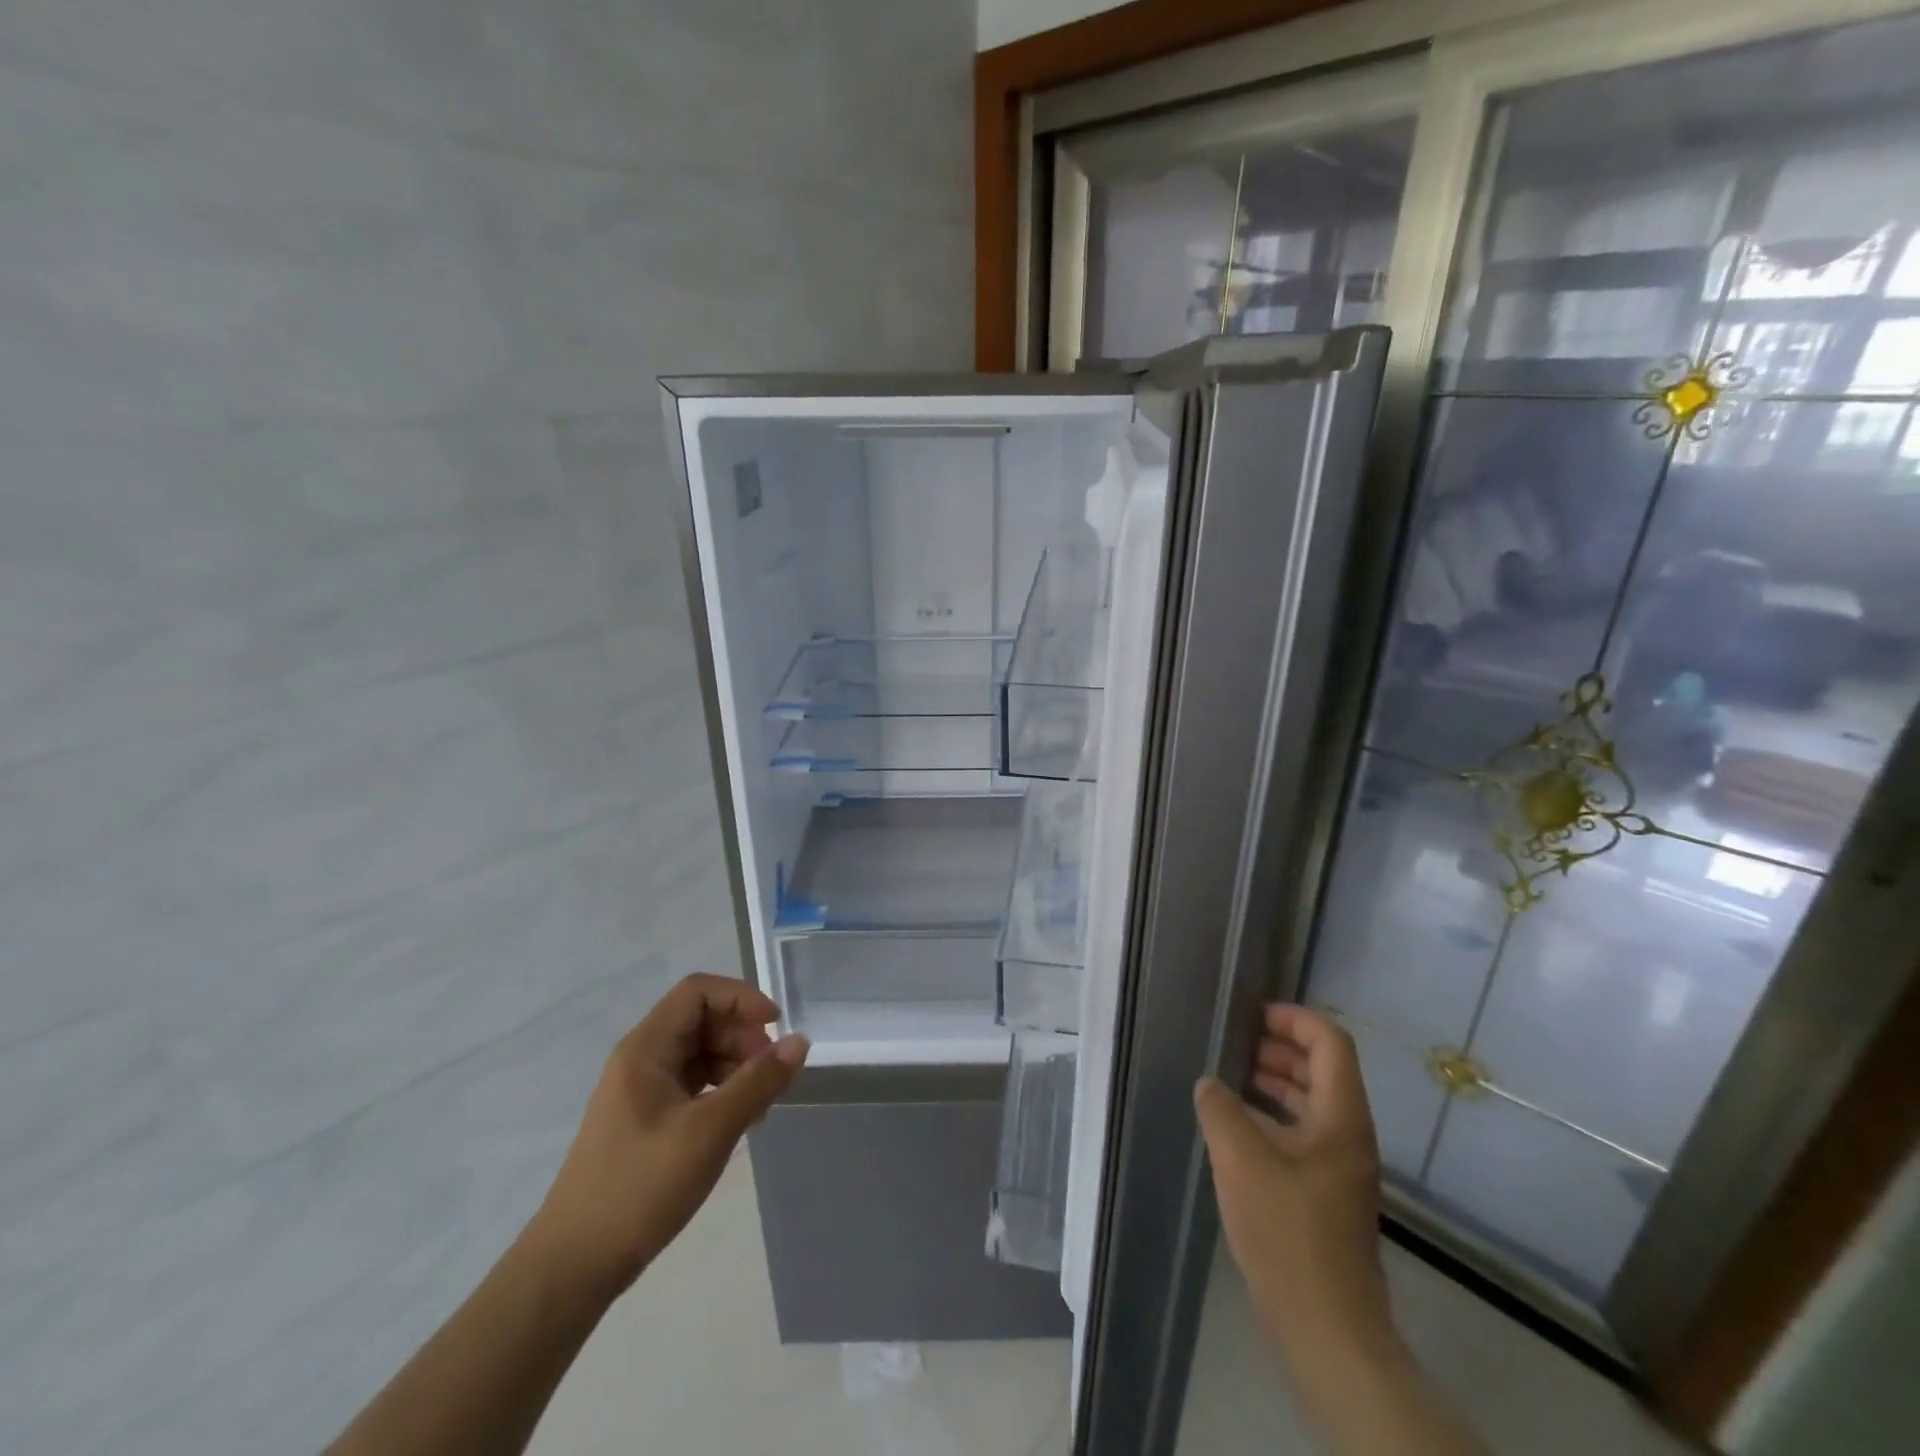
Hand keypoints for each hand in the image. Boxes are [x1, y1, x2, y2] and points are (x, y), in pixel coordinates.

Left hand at [522, 973, 808, 1297]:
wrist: (573, 1267)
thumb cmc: (639, 1188)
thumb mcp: (709, 1132)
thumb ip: (758, 1082)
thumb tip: (800, 1041)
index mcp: (645, 1048)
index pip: (698, 991)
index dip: (741, 999)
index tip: (775, 1028)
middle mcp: (641, 1058)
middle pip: (702, 1019)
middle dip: (743, 1036)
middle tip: (772, 1074)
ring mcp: (642, 1089)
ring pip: (700, 1052)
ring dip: (737, 1064)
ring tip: (761, 1103)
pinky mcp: (646, 1118)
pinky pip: (693, 1083)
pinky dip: (722, 1090)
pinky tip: (741, 1120)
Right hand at [1194, 1005, 1389, 1360]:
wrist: (1327, 1328)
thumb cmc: (1288, 1233)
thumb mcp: (1241, 1160)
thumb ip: (1220, 1109)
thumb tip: (1209, 1084)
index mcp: (1341, 1118)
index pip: (1330, 1043)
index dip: (1293, 1018)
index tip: (1250, 1015)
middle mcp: (1348, 1134)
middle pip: (1322, 1069)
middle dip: (1278, 1047)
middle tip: (1231, 1041)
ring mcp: (1339, 1165)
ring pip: (1310, 1102)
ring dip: (1273, 1080)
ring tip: (1227, 1075)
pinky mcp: (1325, 1192)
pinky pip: (1301, 1132)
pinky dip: (1271, 1115)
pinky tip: (1234, 1124)